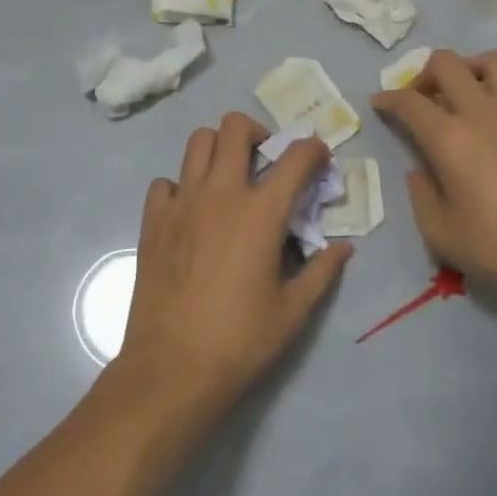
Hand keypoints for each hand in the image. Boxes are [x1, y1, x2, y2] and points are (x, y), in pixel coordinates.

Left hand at [115, 113, 352, 417]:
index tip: (319, 159)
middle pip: (235, 127)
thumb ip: (322, 271)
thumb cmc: (240, 340)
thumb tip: (343, 248)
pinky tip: (190, 211)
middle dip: (257, 132)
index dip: (314, 149)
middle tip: (265, 159)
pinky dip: (180, 186)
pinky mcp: (153, 220)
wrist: (172, 368)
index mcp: (261, 212)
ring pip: (197, 141)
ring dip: (218, 148)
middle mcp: (221, 193)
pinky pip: (165, 182)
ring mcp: (182, 203)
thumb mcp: (293, 311)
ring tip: (228, 176)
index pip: (296, 157)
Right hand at [373, 50, 496, 303]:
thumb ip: (421, 195)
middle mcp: (482, 112)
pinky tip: (494, 125)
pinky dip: (495, 92)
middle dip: (424, 74)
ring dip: (466, 69)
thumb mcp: (442, 234)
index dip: (388, 98)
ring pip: (488, 61)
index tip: (379, 103)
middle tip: (420, 101)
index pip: (409, 101)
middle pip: (447, 63)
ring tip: (461, 96)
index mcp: (450, 138)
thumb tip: (419, 170)